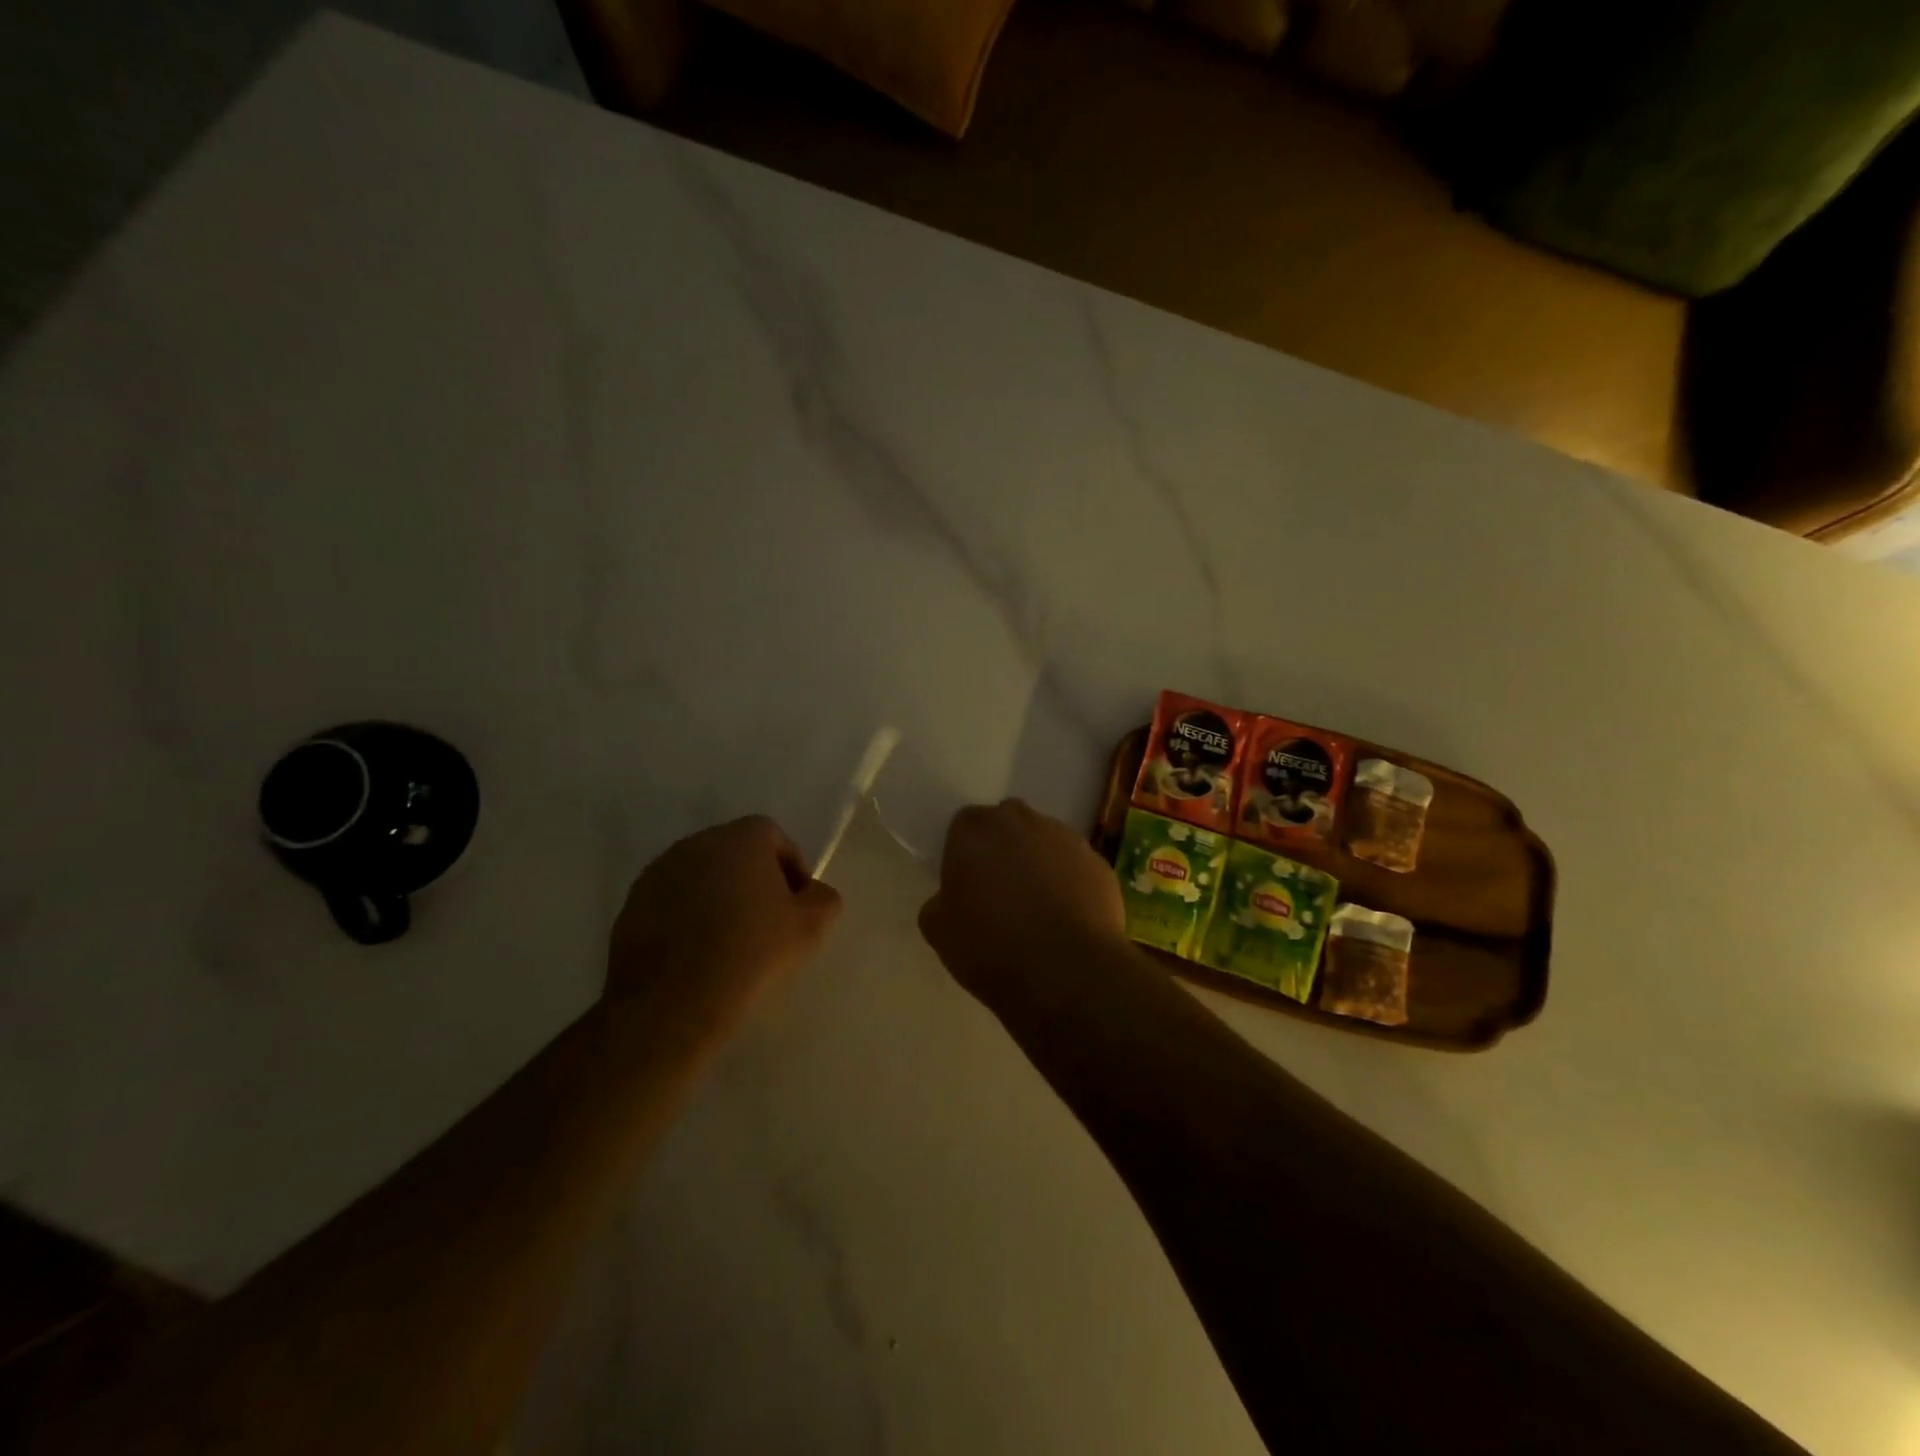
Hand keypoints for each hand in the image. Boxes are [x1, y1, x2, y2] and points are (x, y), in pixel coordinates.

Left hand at [607, 816, 841, 1035]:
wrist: (672, 1002)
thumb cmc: (751, 953)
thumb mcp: (810, 928)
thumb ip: (824, 899)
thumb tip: (814, 894)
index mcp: (742, 838)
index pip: (774, 837)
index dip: (790, 868)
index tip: (795, 905)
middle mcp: (697, 842)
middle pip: (735, 852)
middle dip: (753, 879)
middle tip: (766, 922)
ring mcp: (659, 871)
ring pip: (701, 876)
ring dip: (717, 897)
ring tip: (728, 941)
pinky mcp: (632, 904)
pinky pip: (671, 901)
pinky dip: (686, 917)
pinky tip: (695, 954)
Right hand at [918, 799, 1130, 1010]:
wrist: (1067, 971)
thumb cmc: (991, 947)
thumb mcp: (939, 932)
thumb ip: (939, 902)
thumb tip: (951, 899)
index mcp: (975, 829)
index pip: (964, 826)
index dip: (965, 854)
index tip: (967, 884)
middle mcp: (1021, 821)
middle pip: (1007, 824)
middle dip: (1003, 849)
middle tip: (1000, 892)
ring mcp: (1066, 838)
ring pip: (1045, 842)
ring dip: (1039, 864)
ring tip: (1039, 909)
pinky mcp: (1099, 862)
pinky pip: (1076, 867)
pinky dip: (1070, 884)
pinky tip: (1068, 919)